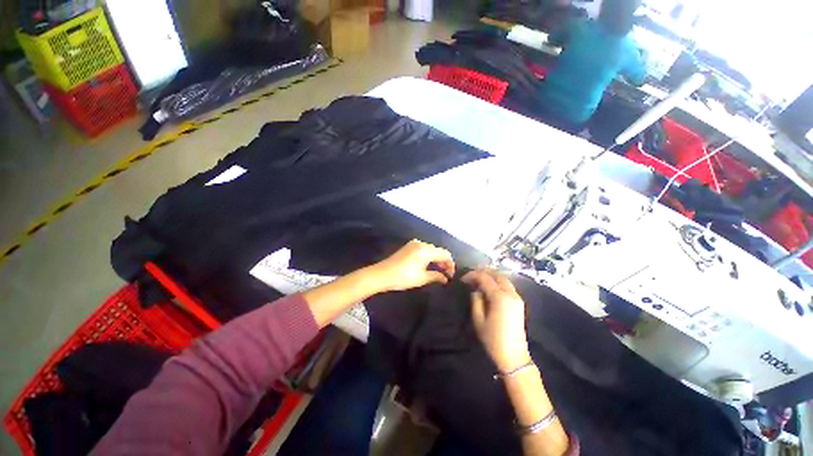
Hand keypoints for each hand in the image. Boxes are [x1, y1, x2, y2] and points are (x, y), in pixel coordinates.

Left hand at [370, 240, 454, 291]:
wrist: (382, 274)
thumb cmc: (403, 277)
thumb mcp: (422, 278)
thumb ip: (436, 276)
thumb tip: (446, 278)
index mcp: (426, 250)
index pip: (445, 254)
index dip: (450, 264)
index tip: (451, 275)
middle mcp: (421, 243)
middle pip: (438, 251)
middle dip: (444, 262)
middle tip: (445, 275)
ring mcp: (414, 244)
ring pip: (431, 250)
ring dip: (436, 259)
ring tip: (438, 271)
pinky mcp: (408, 246)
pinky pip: (423, 249)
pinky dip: (428, 256)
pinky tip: (428, 265)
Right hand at [463, 269, 530, 372]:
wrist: (514, 357)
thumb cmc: (493, 340)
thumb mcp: (478, 320)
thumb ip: (476, 300)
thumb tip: (475, 289)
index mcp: (500, 297)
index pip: (485, 277)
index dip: (472, 275)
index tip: (463, 279)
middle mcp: (511, 294)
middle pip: (497, 274)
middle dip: (483, 272)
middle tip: (471, 276)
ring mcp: (517, 298)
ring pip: (504, 278)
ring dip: (491, 276)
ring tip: (478, 280)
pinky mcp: (519, 303)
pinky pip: (507, 285)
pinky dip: (497, 282)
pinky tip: (489, 287)